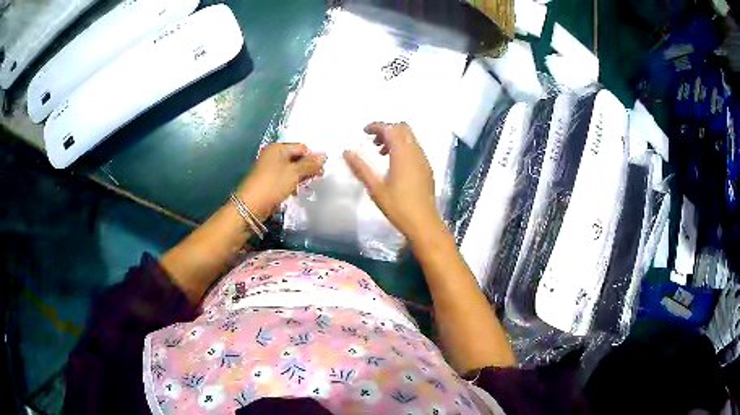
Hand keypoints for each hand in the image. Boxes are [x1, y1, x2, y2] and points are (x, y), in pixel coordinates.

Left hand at [237, 143, 325, 219]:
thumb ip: (310, 164)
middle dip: (307, 168)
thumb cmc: (273, 185)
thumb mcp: (294, 173)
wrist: (251, 206)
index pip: (302, 147)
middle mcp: (273, 155)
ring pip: (291, 169)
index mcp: (278, 148)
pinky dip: (292, 183)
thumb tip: (324, 156)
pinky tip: (296, 191)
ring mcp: (270, 168)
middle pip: (296, 158)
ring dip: (301, 177)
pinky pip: (285, 178)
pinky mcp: (269, 181)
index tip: (320, 171)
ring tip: (307, 186)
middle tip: (316, 179)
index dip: (312, 157)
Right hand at [344, 122, 441, 239]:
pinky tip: (393, 165)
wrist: (424, 223)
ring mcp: (424, 160)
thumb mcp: (375, 188)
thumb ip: (361, 167)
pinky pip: (414, 149)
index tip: (364, 131)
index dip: (377, 126)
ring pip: (410, 138)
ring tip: (380, 153)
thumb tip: (347, 151)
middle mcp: (416, 152)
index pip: (391, 129)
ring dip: (395, 139)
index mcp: (403, 154)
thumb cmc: (398, 207)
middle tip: (372, 142)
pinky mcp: (427, 169)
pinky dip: (403, 148)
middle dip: (387, 130)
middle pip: (403, 129)